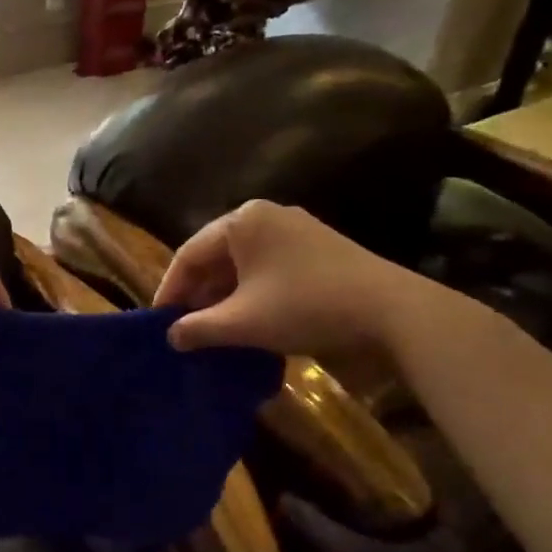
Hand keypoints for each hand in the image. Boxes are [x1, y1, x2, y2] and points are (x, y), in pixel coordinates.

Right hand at [154, 199, 438, 356]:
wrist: (392, 311)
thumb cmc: (304, 307)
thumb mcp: (243, 322)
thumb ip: (199, 328)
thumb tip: (171, 336)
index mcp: (241, 222)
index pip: (189, 254)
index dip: (170, 289)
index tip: (159, 322)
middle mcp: (266, 216)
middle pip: (217, 256)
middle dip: (199, 293)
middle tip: (185, 327)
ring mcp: (296, 229)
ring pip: (244, 263)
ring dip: (226, 296)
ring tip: (215, 328)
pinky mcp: (319, 248)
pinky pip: (270, 267)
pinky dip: (253, 292)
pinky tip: (251, 320)